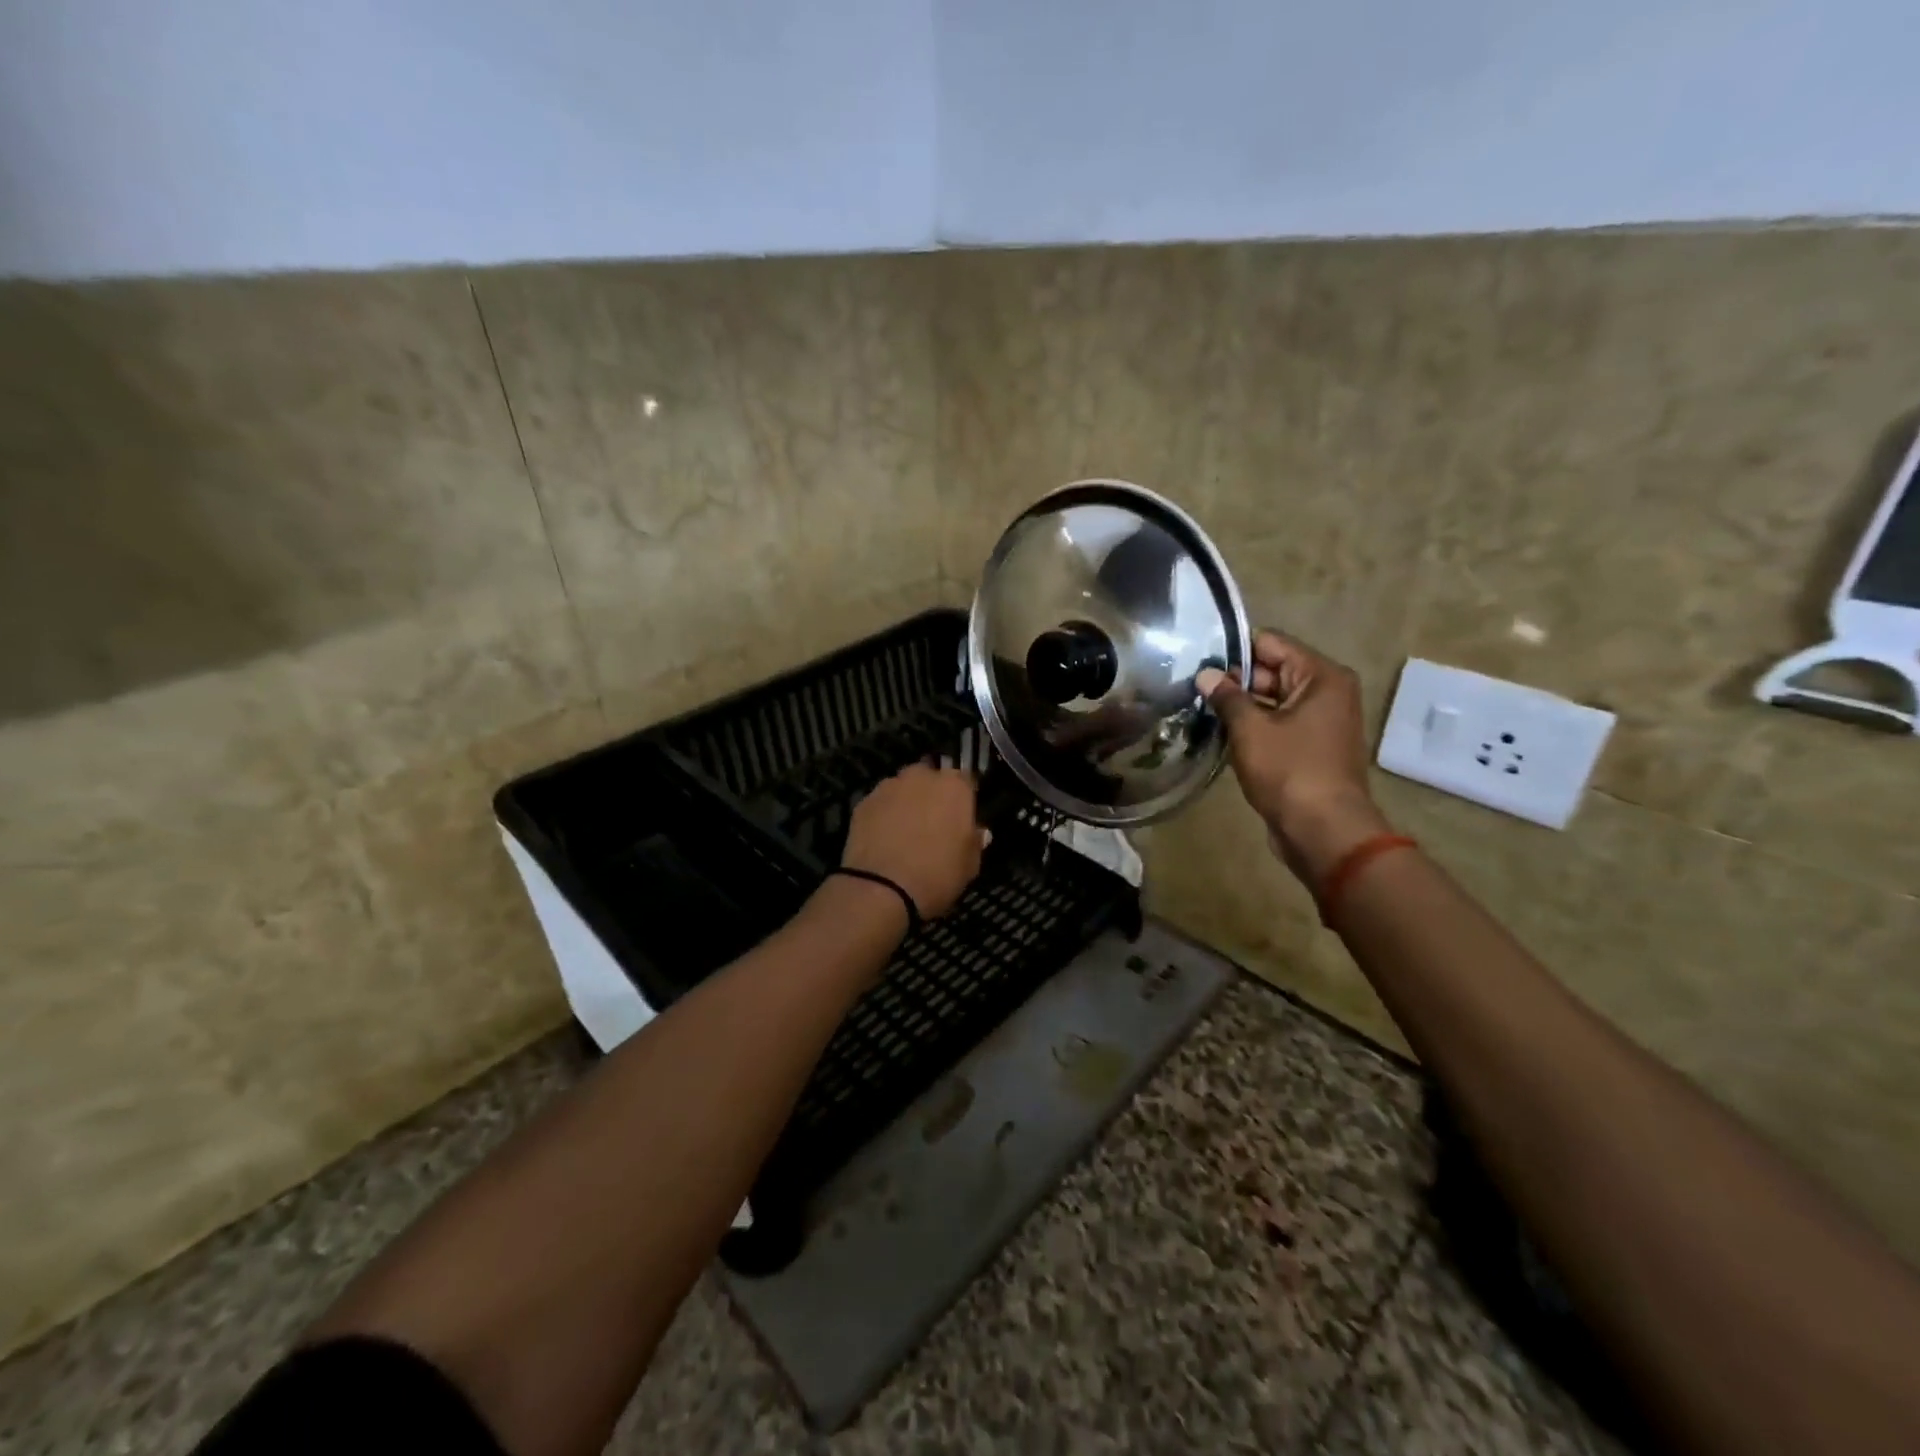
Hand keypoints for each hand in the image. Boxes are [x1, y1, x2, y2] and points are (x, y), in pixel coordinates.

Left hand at [841, 763, 987, 919]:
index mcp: (954, 787)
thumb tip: (978, 832)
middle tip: (933, 822)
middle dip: (932, 794)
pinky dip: (883, 815)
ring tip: (904, 831)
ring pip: (902, 788)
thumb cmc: (937, 875)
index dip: (964, 798)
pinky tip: (883, 838)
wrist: (881, 888)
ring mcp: (889, 787)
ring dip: (906, 802)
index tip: (962, 817)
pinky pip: (880, 804)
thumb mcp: (970, 865)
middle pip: (930, 778)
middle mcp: (921, 777)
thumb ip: (974, 842)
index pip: (966, 780)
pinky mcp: (863, 802)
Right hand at [1196, 631, 1390, 882]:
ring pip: (1272, 699)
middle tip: (1191, 685)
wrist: (1323, 831)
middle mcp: (1327, 692)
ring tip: (1199, 706)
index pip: (1271, 643)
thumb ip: (1227, 697)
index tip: (1198, 658)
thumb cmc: (1289, 771)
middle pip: (1273, 670)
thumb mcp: (1251, 729)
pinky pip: (1277, 723)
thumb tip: (1205, 674)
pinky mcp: (1311, 747)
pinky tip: (1220, 731)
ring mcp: (1321, 721)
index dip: (1234, 649)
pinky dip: (1253, 726)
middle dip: (1234, 678)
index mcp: (1321, 677)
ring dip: (1241, 704)